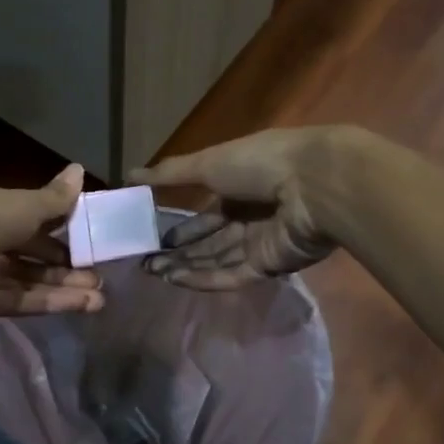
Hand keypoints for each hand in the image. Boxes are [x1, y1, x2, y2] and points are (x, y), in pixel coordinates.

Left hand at [0, 164, 105, 322]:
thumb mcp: (26, 204)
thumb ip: (56, 197)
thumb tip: (80, 169)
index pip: (30, 219)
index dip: (59, 229)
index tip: (88, 237)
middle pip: (32, 254)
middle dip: (66, 264)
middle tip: (98, 273)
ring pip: (31, 280)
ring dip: (65, 286)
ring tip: (100, 295)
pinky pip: (24, 301)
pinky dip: (53, 302)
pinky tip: (85, 304)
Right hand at [129, 127, 349, 289]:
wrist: (315, 184)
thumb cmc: (260, 163)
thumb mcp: (208, 162)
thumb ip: (169, 174)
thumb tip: (129, 175)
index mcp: (239, 186)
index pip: (204, 214)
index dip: (178, 228)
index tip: (151, 239)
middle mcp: (250, 215)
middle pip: (209, 241)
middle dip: (178, 252)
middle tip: (145, 263)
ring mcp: (261, 242)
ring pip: (217, 260)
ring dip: (185, 267)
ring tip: (153, 273)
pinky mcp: (271, 264)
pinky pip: (233, 274)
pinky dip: (205, 278)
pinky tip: (176, 281)